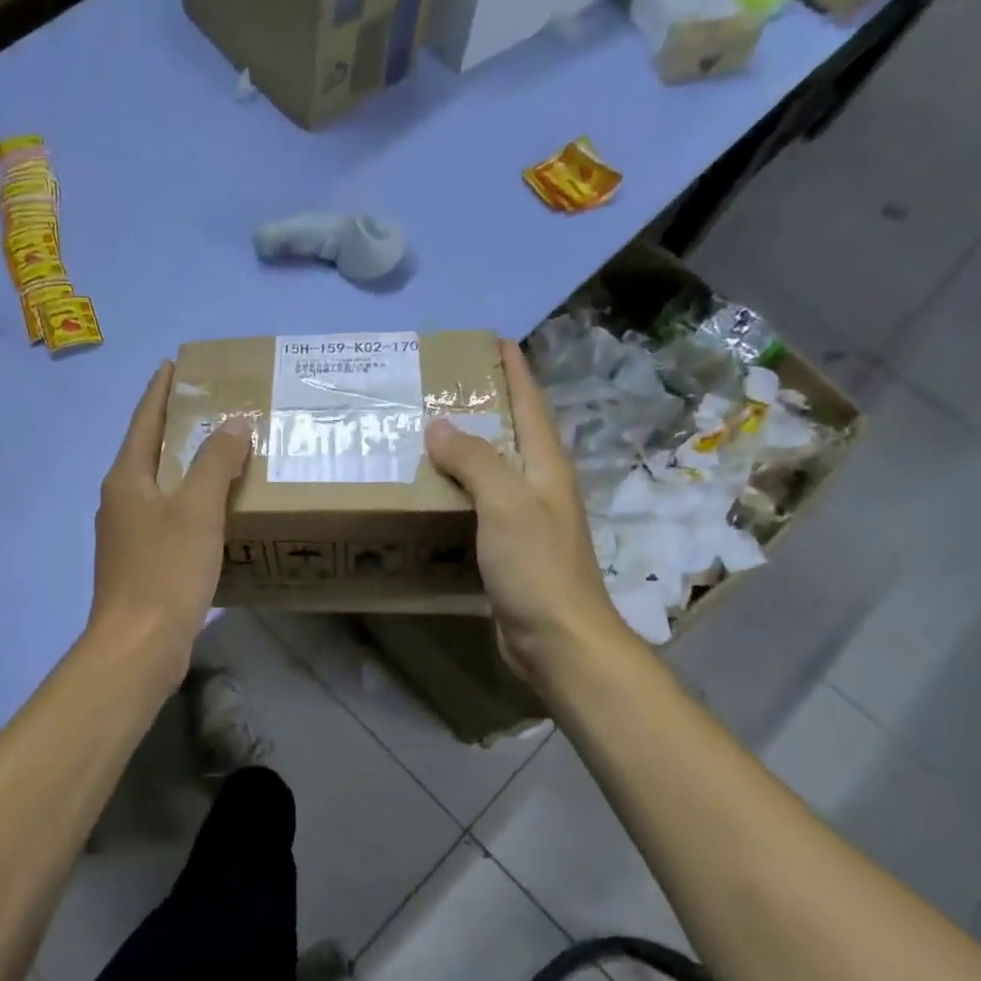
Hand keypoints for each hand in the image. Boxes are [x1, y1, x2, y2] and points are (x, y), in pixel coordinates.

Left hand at [88, 362, 251, 672]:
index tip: (173, 364)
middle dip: (177, 427)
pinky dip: (191, 502)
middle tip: (212, 406)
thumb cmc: (165, 570)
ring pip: (160, 486)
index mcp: (126, 478)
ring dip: (187, 466)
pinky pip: (168, 516)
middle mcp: (120, 500)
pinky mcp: (141, 562)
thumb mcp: (197, 510)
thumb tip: (233, 424)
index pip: (144, 421)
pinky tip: (216, 510)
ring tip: (222, 452)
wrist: (139, 645)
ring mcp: (127, 534)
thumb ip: (216, 463)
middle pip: (150, 451)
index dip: (159, 391)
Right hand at [426, 339, 640, 685]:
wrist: (558, 640)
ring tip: (422, 432)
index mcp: (546, 465)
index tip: (491, 340)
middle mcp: (538, 485)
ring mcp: (524, 518)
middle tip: (437, 386)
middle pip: (511, 432)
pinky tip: (428, 491)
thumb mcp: (506, 503)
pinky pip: (477, 504)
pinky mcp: (507, 548)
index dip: (514, 369)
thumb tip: (439, 424)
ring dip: (463, 448)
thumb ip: (474, 460)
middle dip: (482, 403)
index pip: (530, 403)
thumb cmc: (538, 566)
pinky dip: (454, 489)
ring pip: (491, 469)